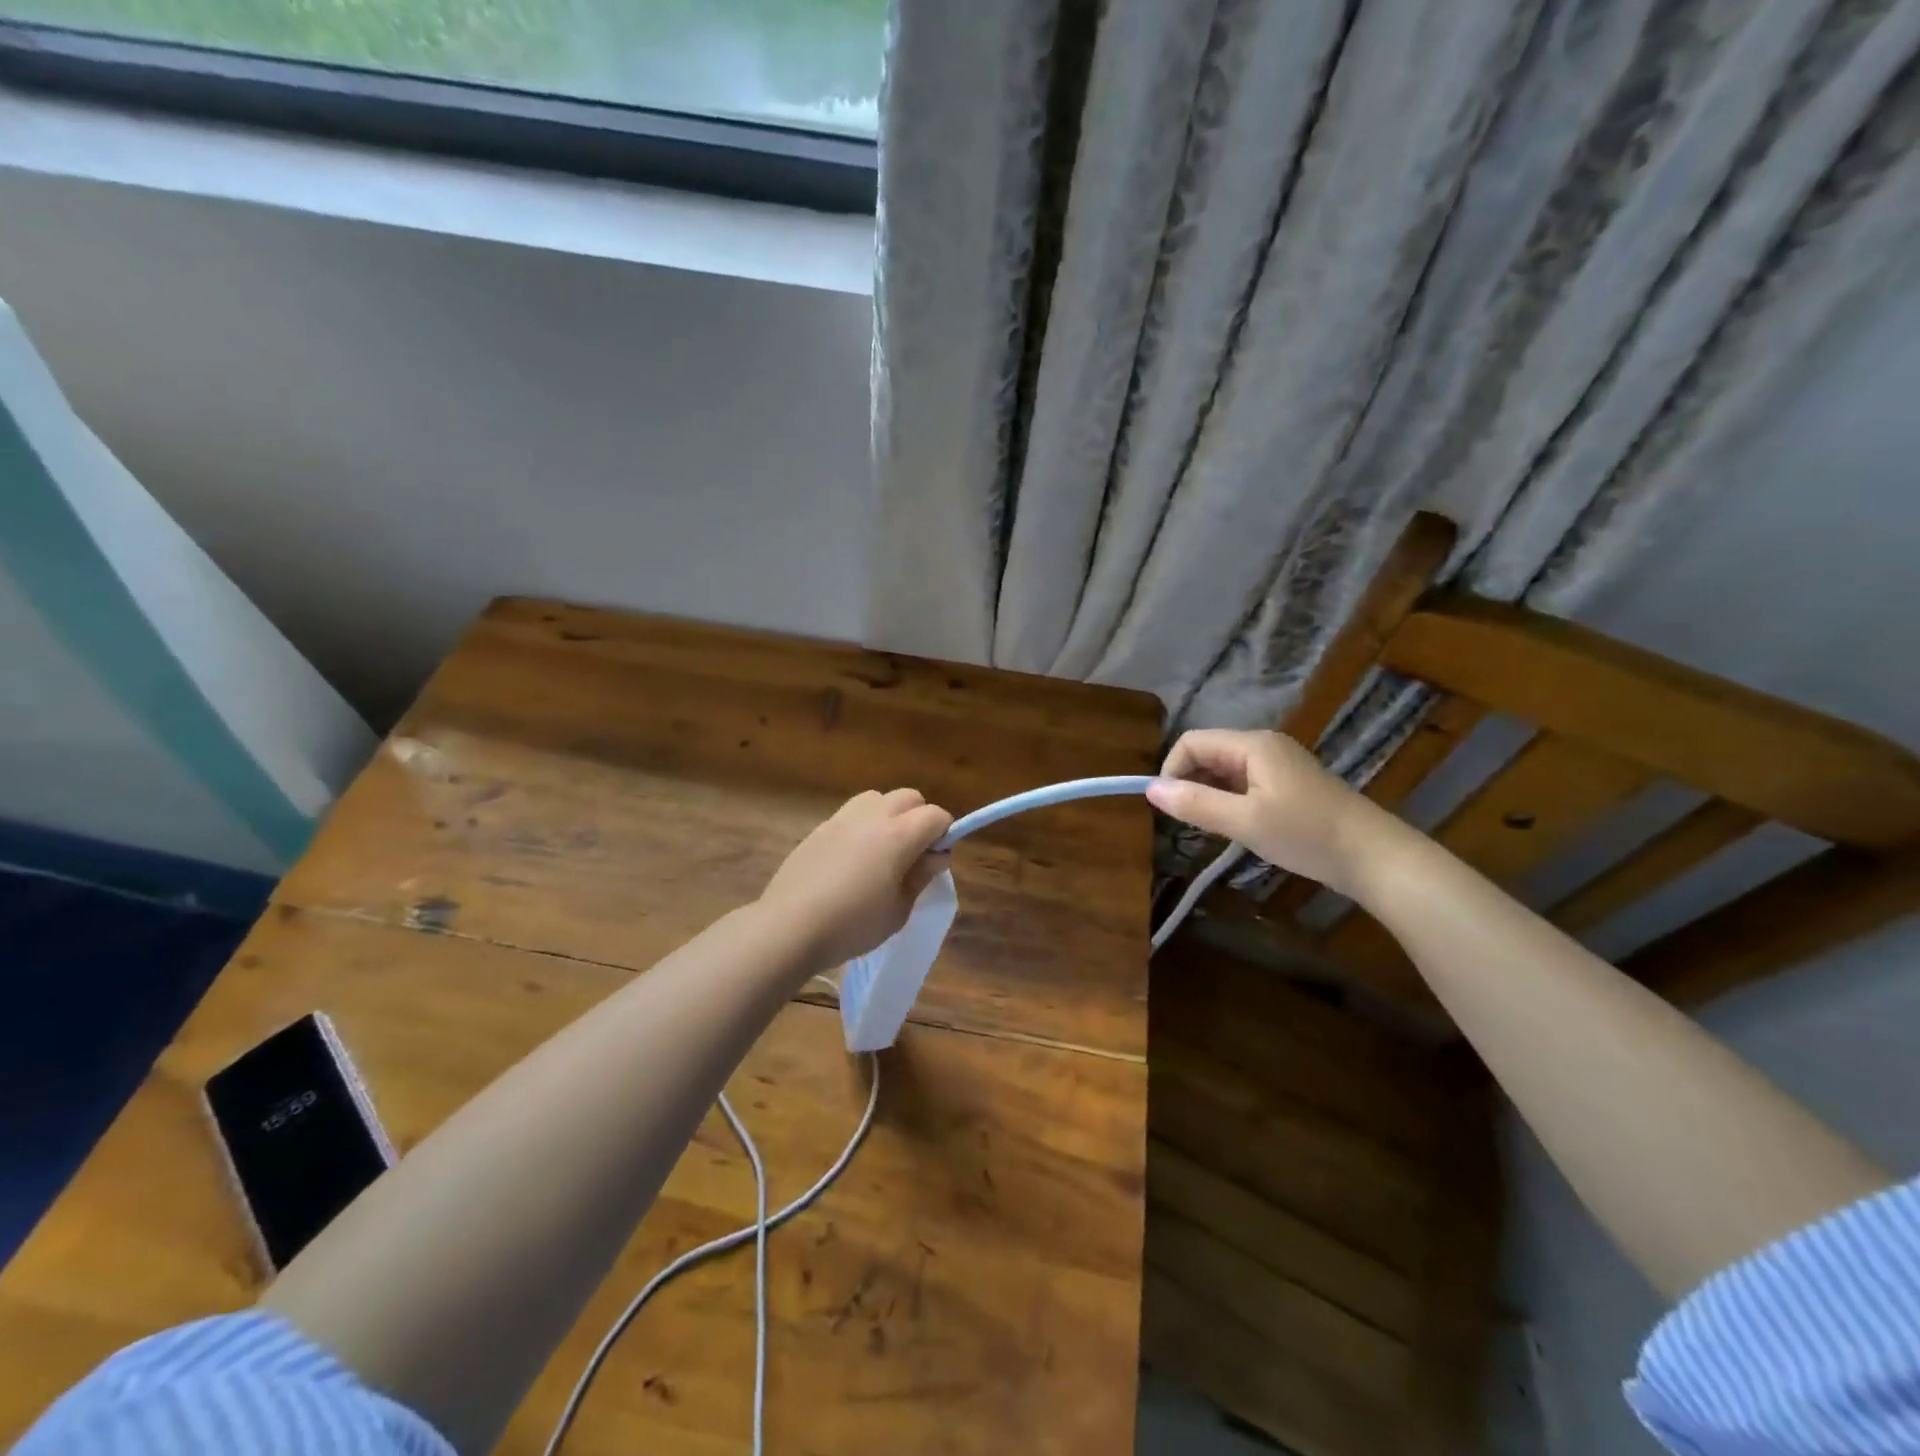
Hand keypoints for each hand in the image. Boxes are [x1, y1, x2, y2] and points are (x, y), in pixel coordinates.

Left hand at [759, 789, 953, 970]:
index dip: (944, 833)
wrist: (789, 927)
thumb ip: (921, 876)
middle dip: (919, 818)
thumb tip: (935, 855)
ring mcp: (842, 819)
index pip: (935, 815)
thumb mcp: (899, 910)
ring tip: (882, 850)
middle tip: (913, 853)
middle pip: (908, 797)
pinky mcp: (819, 828)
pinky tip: (852, 860)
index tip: (935, 860)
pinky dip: (862, 826)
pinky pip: (851, 814)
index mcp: (898, 836)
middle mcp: (872, 817)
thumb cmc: (852, 925)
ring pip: (877, 798)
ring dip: (889, 815)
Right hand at [1145, 729, 1393, 898]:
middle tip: (1187, 823)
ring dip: (1208, 794)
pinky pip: (1243, 782)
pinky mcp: (1287, 783)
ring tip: (1209, 828)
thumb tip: (1149, 789)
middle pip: (1207, 753)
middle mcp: (1263, 746)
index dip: (1171, 770)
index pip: (1191, 742)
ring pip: (1224, 770)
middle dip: (1188, 783)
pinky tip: (1235, 826)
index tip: (1168, 808)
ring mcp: (1278, 764)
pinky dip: (1228, 800)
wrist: (1373, 856)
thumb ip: (1196, 804)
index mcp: (1252, 745)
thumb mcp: (1244, 822)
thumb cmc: (1306, 835)